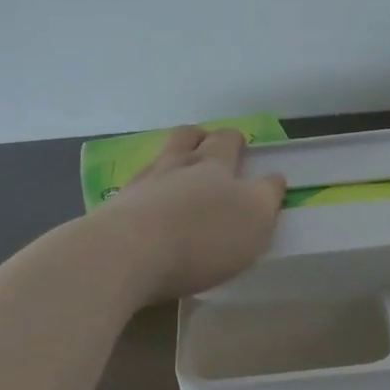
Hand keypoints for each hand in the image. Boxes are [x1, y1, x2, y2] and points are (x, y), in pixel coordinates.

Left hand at [89, 126, 285, 303]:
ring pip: (161, 156)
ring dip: (173, 154)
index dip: (241, 146)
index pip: (231, 144)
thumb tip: (272, 179)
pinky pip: (137, 185)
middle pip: (189, 137)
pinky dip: (148, 186)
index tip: (244, 152)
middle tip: (211, 143)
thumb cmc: (203, 238)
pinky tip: (150, 198)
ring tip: (180, 164)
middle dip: (204, 137)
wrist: (127, 252)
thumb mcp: (255, 222)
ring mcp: (143, 182)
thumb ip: (266, 197)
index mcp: (216, 165)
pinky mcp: (116, 206)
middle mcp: (177, 164)